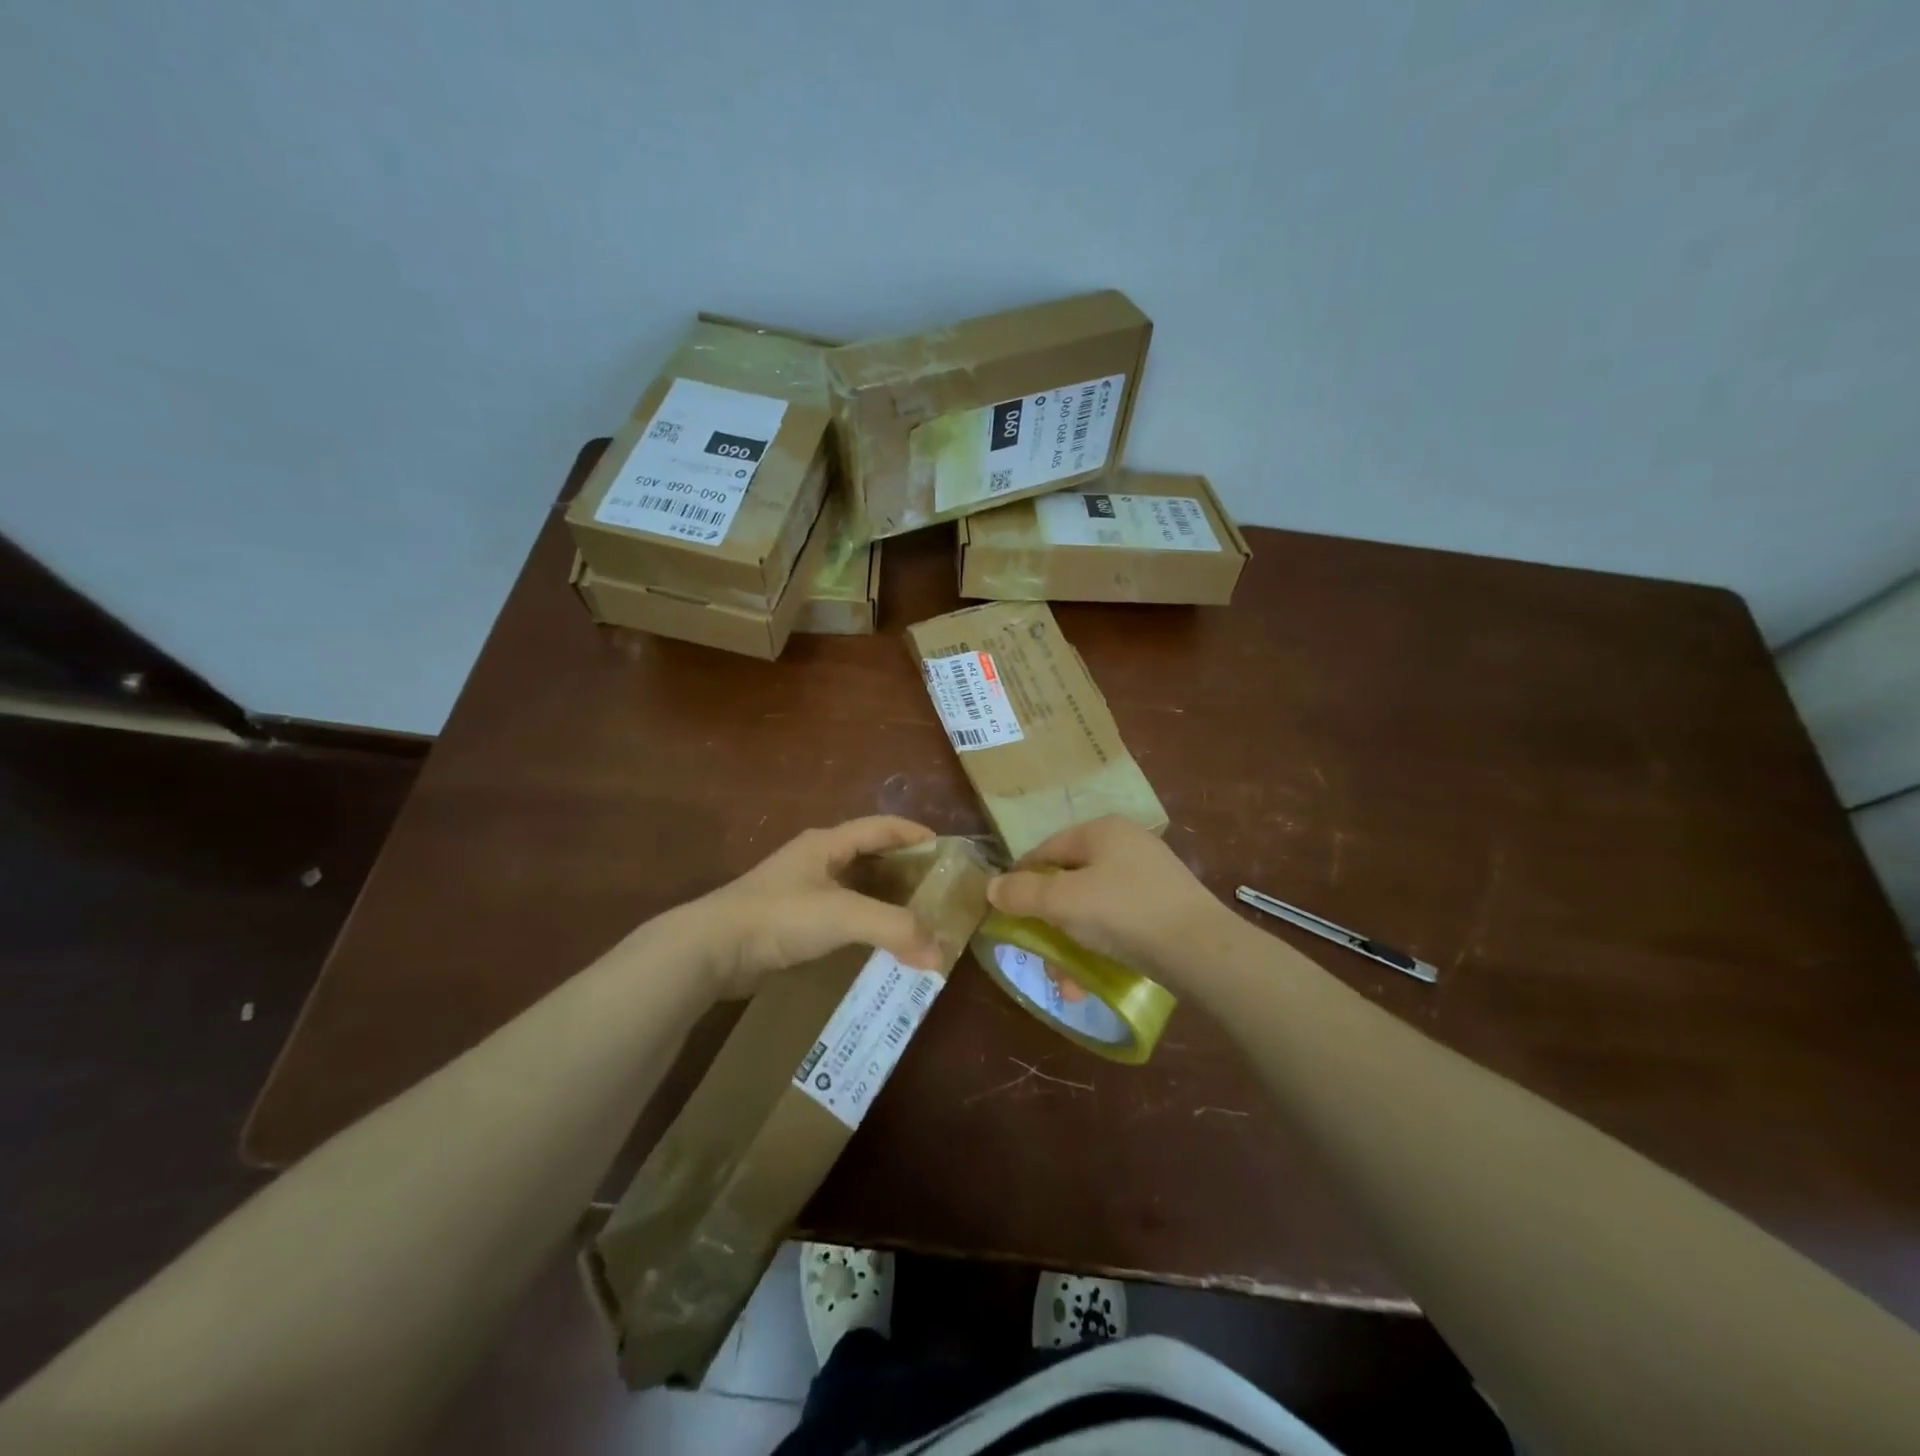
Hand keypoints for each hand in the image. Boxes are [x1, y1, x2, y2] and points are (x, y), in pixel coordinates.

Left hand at [673, 817, 940, 998]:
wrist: (712, 949)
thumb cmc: (780, 916)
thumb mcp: (842, 915)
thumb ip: (894, 929)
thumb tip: (940, 954)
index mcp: (828, 843)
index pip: (882, 826)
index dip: (916, 833)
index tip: (948, 851)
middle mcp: (817, 859)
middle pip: (872, 855)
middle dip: (906, 870)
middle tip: (938, 891)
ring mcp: (801, 888)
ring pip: (856, 885)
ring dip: (886, 899)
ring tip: (917, 918)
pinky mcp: (792, 918)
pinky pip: (840, 912)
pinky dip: (865, 922)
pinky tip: (879, 941)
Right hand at [986, 816, 1224, 987]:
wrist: (1202, 949)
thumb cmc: (1123, 912)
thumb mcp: (1062, 901)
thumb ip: (1022, 893)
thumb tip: (990, 887)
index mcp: (1102, 830)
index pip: (1046, 850)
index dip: (1021, 880)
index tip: (1006, 913)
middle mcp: (1127, 844)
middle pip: (1069, 883)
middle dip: (1049, 926)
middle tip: (1041, 956)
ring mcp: (1150, 876)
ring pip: (1093, 908)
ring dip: (1072, 946)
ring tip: (1067, 985)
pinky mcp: (1166, 908)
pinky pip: (1119, 923)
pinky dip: (1100, 948)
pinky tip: (1092, 982)